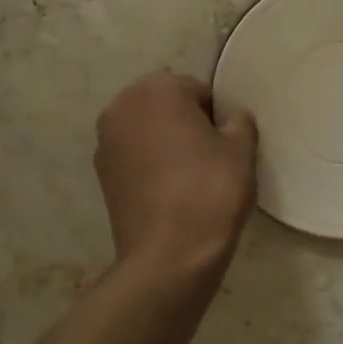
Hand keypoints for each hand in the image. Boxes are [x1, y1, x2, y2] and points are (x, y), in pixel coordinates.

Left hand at [94, 72, 257, 273]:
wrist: (169, 255)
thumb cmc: (210, 191)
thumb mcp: (241, 149)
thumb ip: (239, 120)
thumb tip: (228, 119)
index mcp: (158, 88)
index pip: (198, 91)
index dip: (217, 118)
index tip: (226, 147)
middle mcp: (122, 105)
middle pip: (166, 105)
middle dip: (186, 124)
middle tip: (209, 159)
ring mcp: (106, 139)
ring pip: (147, 130)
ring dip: (165, 142)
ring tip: (188, 177)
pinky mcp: (101, 172)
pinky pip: (133, 156)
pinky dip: (149, 164)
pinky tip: (168, 192)